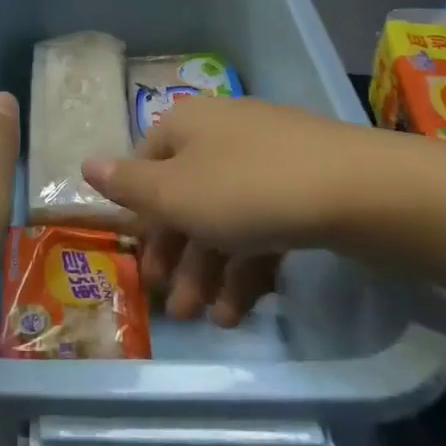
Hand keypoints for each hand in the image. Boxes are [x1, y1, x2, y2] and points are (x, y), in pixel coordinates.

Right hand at [81, 96, 380, 326]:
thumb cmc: (249, 190)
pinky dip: (248, 264)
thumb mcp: (175, 195)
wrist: (362, 191)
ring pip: (223, 216)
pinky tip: (242, 308)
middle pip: (185, 195)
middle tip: (171, 304)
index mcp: (186, 125)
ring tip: (206, 320)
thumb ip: (127, 186)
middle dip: (175, 254)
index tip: (139, 261)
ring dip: (209, 269)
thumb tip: (84, 163)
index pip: (146, 164)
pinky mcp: (304, 187)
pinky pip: (262, 225)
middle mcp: (221, 134)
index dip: (139, 214)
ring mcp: (267, 159)